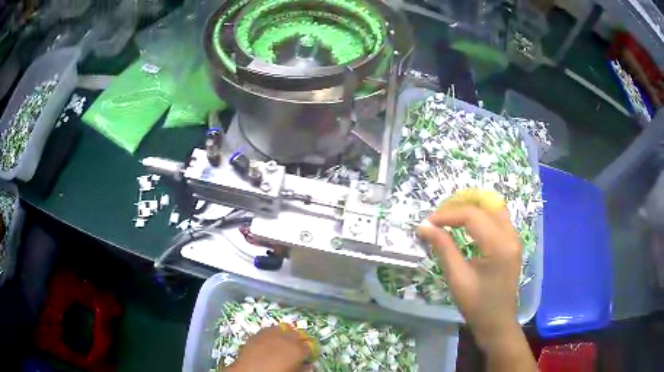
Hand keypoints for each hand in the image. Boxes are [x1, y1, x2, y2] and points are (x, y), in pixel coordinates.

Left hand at [227, 325, 313, 371]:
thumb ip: (303, 369)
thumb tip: (309, 366)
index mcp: (298, 349)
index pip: (309, 348)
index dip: (308, 353)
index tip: (306, 358)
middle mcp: (286, 338)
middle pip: (297, 335)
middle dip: (298, 341)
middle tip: (295, 351)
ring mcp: (271, 334)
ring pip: (283, 329)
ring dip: (285, 335)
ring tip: (282, 343)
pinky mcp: (257, 333)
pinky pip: (268, 330)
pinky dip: (271, 334)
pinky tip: (270, 342)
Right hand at [418, 194, 535, 370]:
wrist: (497, 323)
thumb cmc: (477, 305)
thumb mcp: (457, 278)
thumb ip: (443, 248)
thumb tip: (424, 227)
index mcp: (499, 246)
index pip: (472, 216)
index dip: (447, 215)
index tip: (427, 223)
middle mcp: (511, 235)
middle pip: (486, 204)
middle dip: (460, 206)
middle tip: (439, 218)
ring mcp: (514, 238)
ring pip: (494, 207)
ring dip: (472, 207)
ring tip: (451, 218)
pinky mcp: (512, 242)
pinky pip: (497, 217)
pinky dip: (480, 215)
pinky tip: (466, 225)